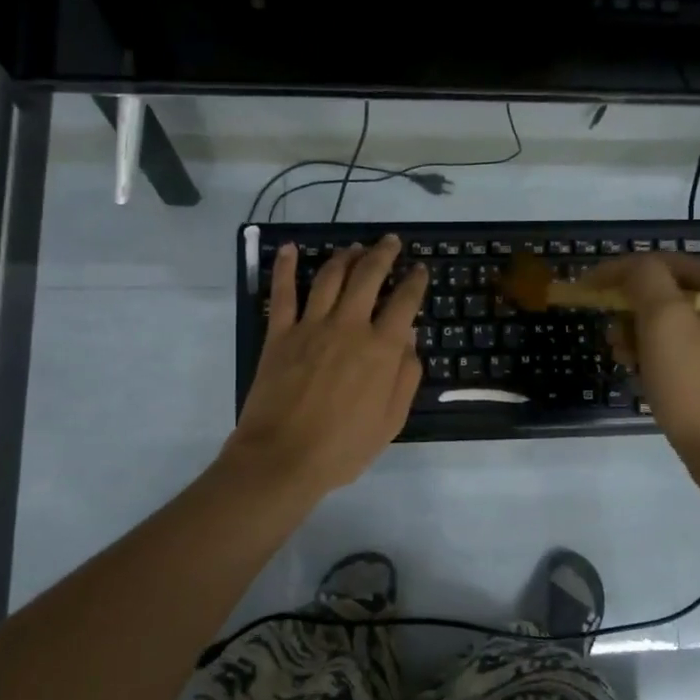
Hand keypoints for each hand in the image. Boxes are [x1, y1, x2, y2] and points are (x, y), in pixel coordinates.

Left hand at [224, 234, 427, 496]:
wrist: (283, 457)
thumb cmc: (343, 447)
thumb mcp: (392, 420)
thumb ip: (406, 375)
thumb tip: (410, 337)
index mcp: (381, 348)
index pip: (404, 302)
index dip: (415, 281)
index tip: (420, 269)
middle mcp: (349, 326)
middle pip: (369, 276)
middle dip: (383, 254)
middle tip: (390, 242)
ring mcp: (311, 326)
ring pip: (330, 276)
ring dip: (345, 256)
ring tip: (354, 247)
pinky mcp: (279, 333)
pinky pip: (282, 292)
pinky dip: (285, 266)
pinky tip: (289, 248)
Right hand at [583, 252, 699, 469]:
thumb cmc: (695, 384)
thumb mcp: (663, 321)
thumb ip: (644, 280)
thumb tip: (629, 268)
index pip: (664, 263)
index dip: (620, 270)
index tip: (586, 286)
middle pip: (669, 293)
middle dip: (630, 307)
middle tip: (607, 329)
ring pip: (673, 323)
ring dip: (639, 333)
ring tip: (621, 356)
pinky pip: (681, 350)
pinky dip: (655, 355)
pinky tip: (641, 374)